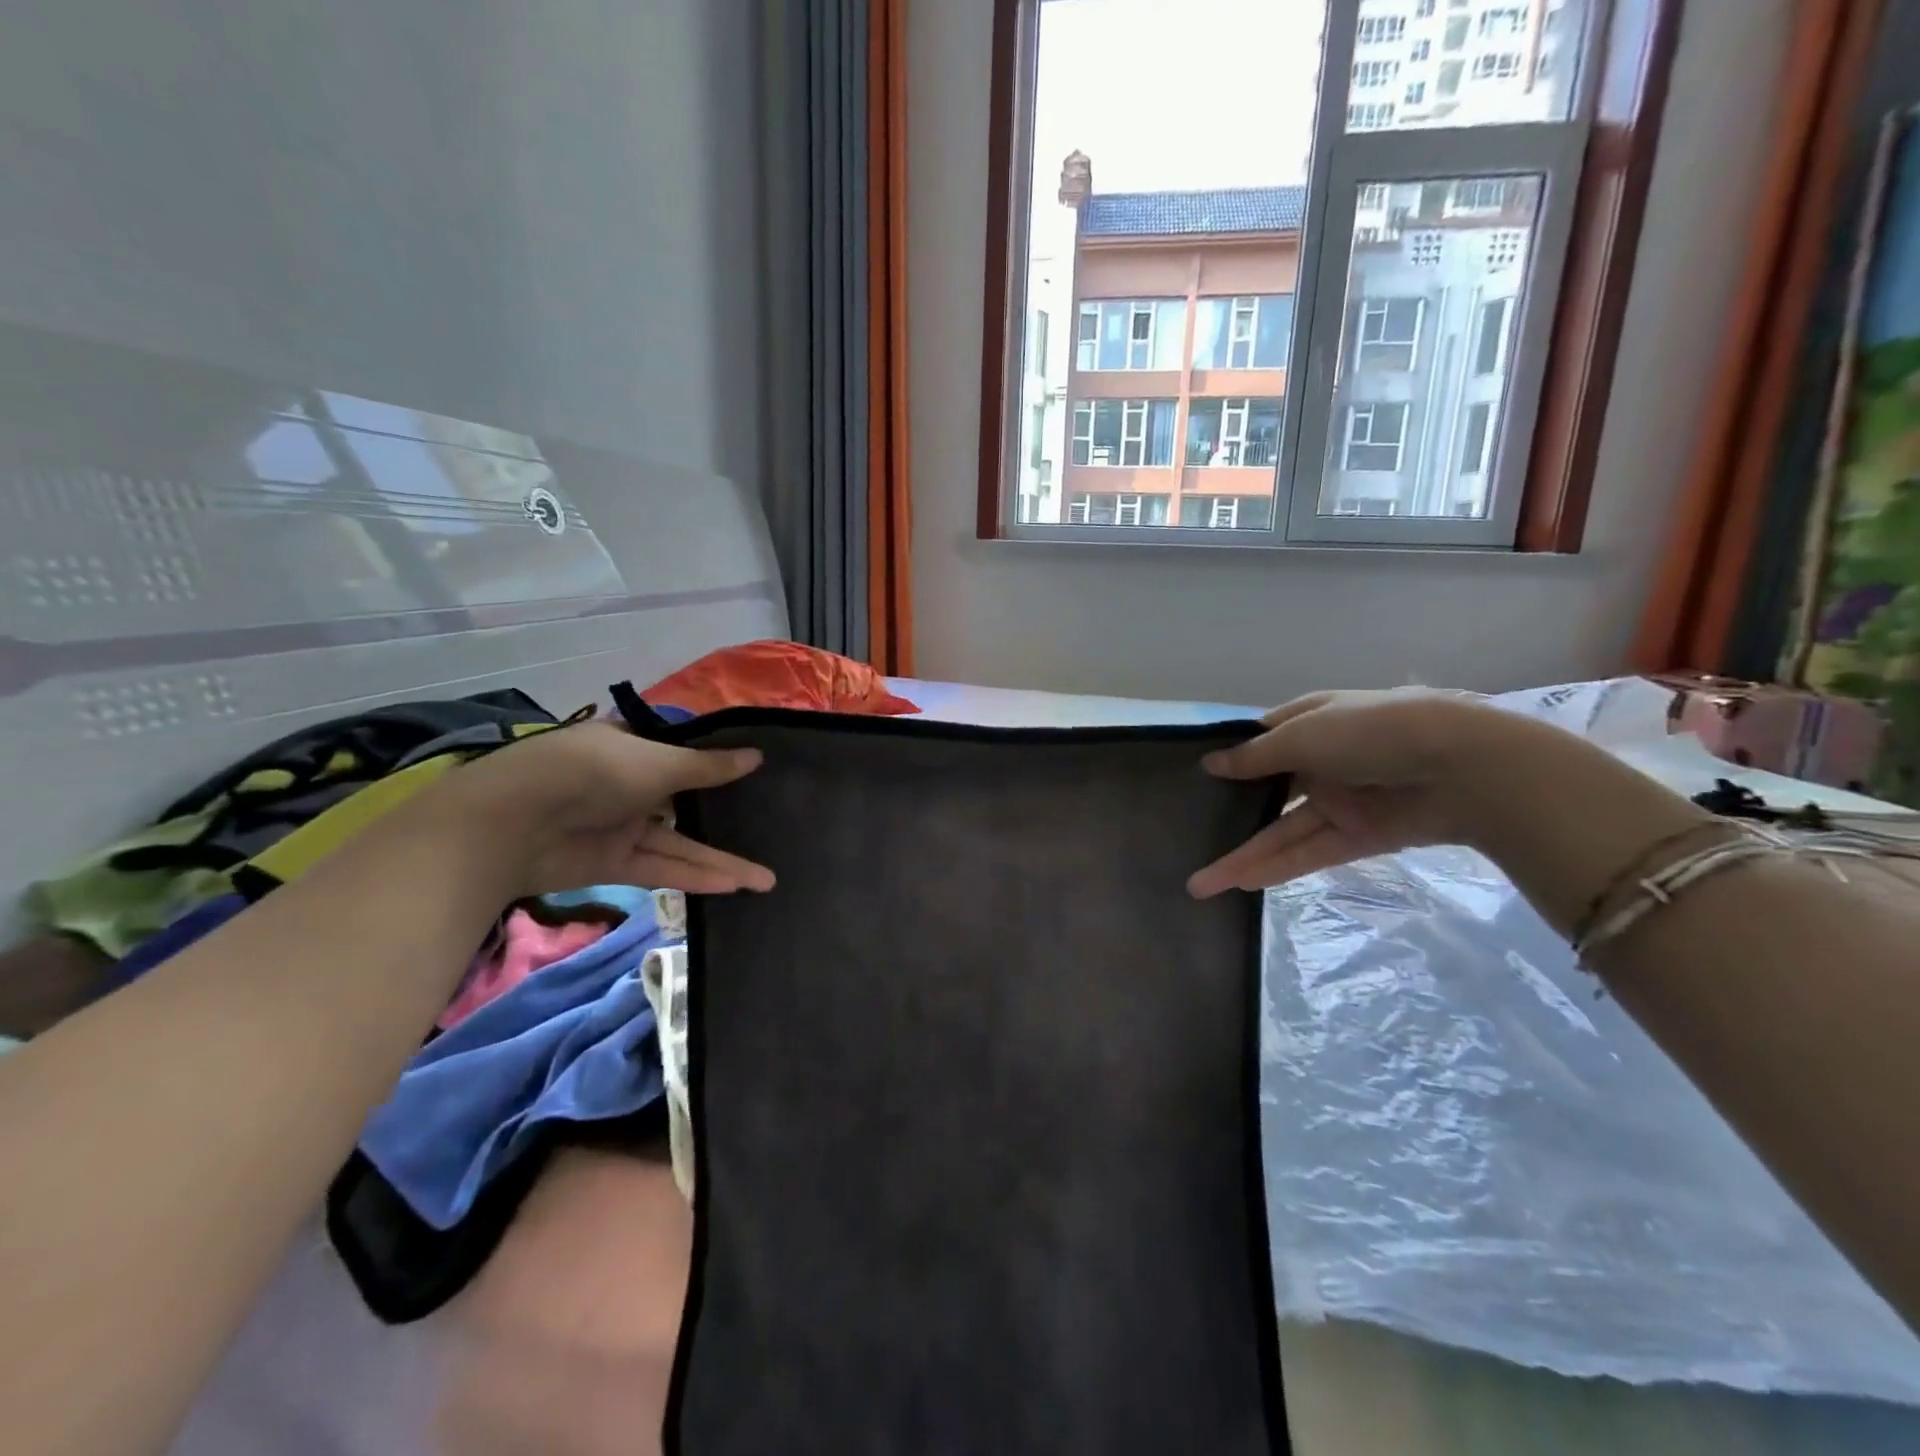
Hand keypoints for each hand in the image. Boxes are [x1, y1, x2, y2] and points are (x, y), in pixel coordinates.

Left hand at [431, 720, 775, 898]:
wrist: (513, 822)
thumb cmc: (594, 771)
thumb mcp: (660, 762)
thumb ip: (709, 767)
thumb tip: (757, 756)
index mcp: (634, 747)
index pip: (684, 752)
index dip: (720, 763)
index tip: (760, 773)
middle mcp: (631, 785)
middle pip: (688, 802)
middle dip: (727, 818)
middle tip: (773, 829)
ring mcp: (622, 826)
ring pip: (681, 843)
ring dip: (721, 859)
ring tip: (768, 878)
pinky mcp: (614, 863)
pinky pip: (662, 868)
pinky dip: (694, 876)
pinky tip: (734, 886)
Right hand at [1189, 688, 1516, 896]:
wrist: (1463, 766)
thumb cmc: (1371, 731)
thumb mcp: (1304, 734)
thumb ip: (1255, 756)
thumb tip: (1210, 764)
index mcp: (1312, 723)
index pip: (1264, 740)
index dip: (1233, 758)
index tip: (1195, 779)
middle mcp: (1322, 761)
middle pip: (1268, 791)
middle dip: (1231, 813)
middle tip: (1188, 834)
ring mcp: (1341, 801)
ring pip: (1282, 831)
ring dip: (1245, 855)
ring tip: (1201, 883)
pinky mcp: (1360, 836)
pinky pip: (1310, 853)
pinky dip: (1278, 867)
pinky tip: (1242, 884)